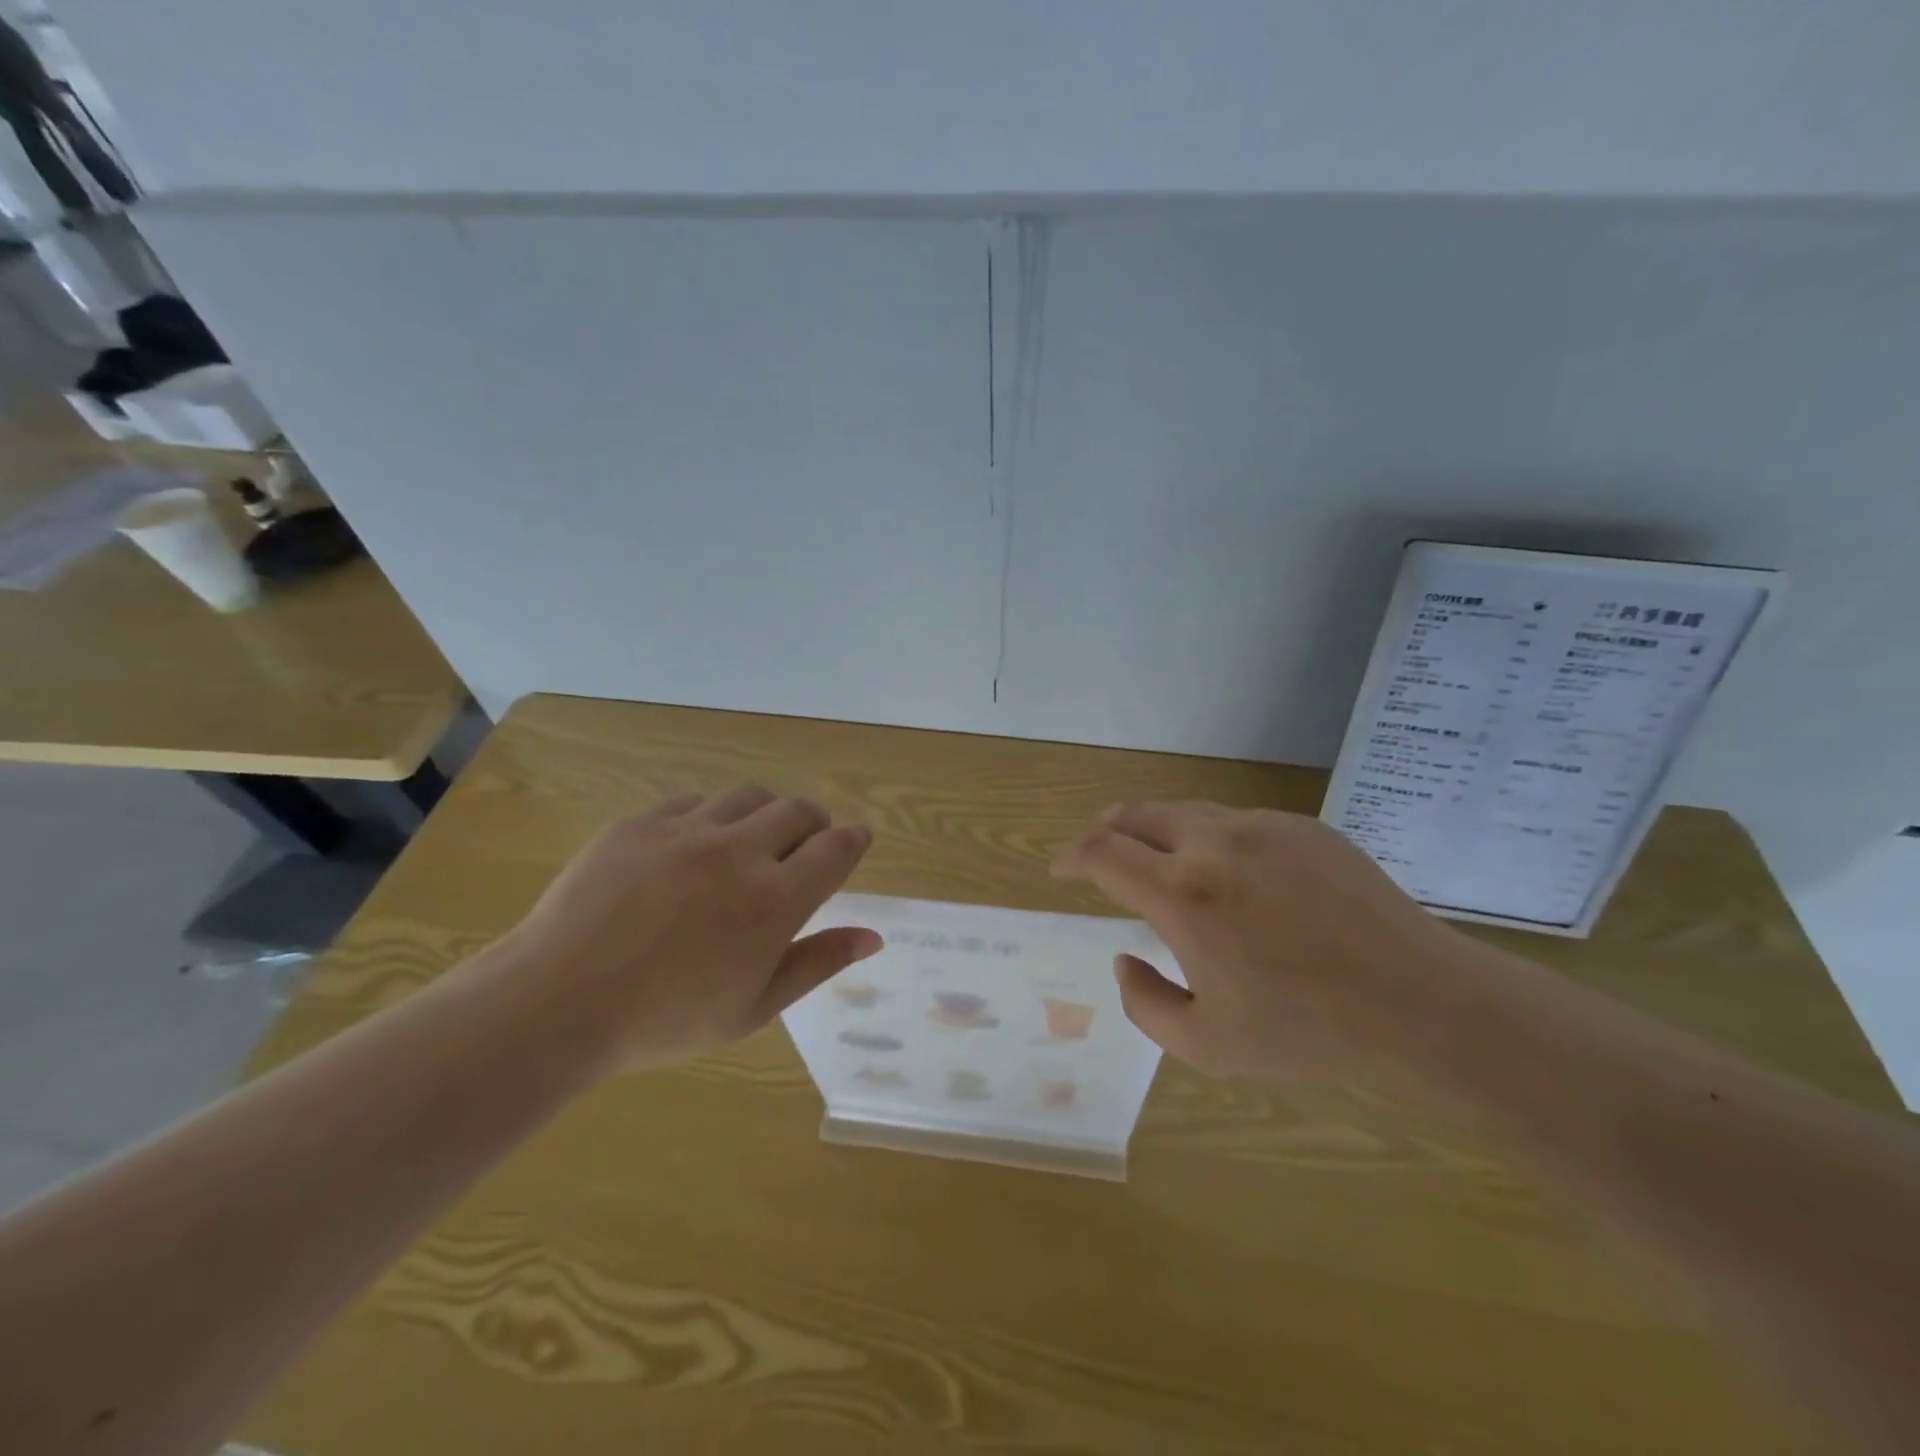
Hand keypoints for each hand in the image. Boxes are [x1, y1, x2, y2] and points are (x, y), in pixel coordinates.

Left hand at [495, 785, 879, 1072]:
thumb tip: (873, 936)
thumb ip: (818, 963)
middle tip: (803, 851)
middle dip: (814, 825)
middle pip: (799, 811)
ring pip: (750, 796)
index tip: (856, 842)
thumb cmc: (665, 1019)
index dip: (854, 840)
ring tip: (750, 843)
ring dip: (765, 814)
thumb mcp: (754, 1007)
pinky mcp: (641, 822)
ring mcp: (687, 830)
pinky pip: (694, 801)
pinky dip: (711, 816)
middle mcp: (739, 851)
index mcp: (774, 899)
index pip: (836, 849)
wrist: (556, 1002)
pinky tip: (694, 847)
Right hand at [1053, 801, 1475, 1085]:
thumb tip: (1126, 959)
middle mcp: (1215, 843)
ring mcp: (1263, 827)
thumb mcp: (1207, 1045)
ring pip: (1185, 811)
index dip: (1071, 855)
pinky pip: (1236, 821)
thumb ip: (1145, 1003)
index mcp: (1183, 894)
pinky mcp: (1304, 827)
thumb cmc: (1309, 1032)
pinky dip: (1209, 838)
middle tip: (1098, 855)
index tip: (1059, 867)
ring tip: (1158, 862)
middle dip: (1104, 830)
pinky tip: (1231, 875)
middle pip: (1135, 814)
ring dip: (1155, 831)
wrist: (1424, 1005)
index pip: (1102, 852)